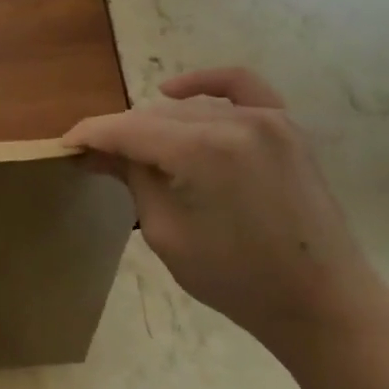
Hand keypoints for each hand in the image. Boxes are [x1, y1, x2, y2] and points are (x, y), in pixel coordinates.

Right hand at [65, 68, 388, 354]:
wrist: (323, 304)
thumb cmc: (237, 280)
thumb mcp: (165, 233)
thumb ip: (131, 178)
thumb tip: (96, 150)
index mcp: (200, 152)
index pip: (126, 129)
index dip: (90, 134)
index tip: (65, 145)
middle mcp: (232, 122)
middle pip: (154, 118)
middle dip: (121, 136)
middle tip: (99, 161)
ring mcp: (265, 119)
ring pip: (188, 109)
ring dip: (157, 125)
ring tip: (141, 152)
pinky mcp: (285, 126)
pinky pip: (240, 86)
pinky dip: (205, 84)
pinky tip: (176, 92)